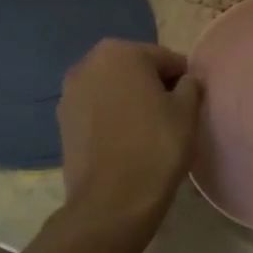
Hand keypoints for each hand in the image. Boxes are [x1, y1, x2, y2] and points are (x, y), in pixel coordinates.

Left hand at [57, 39, 203, 232]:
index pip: (166, 60)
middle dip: (152, 87)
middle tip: (170, 117)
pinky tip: (124, 142)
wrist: (112, 201)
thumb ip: (191, 84)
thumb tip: (185, 82)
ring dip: (130, 102)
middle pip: (135, 70)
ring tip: (146, 132)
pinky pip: (97, 111)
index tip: (189, 106)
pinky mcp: (61, 122)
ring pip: (113, 90)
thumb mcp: (187, 110)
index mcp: (120, 51)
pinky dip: (111, 119)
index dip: (183, 82)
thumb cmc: (156, 146)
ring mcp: (69, 93)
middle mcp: (88, 63)